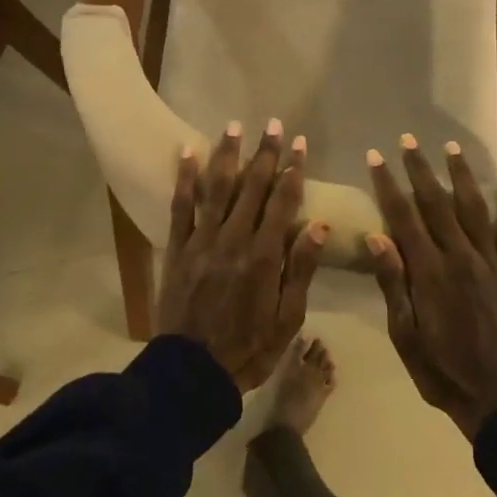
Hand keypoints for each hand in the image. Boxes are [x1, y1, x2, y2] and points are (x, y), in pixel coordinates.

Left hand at [156, 120, 327, 390]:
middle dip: (265, 154)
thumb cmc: (249, 348)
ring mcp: (202, 242)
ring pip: (216, 189)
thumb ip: (300, 269)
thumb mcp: (288, 318)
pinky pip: (180, 207)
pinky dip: (184, 179)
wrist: (193, 372)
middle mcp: (234, 240)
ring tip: (235, 126)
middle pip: (252, 187)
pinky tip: (187, 152)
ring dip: (227, 155)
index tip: (300, 144)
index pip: (283, 202)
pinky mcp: (177, 249)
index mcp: (264, 256)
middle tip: (274, 124)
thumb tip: (320, 225)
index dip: (293, 170)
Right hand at [366, 135, 496, 440]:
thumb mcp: (405, 336)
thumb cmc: (442, 371)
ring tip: (450, 146)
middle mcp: (460, 257)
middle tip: (406, 139)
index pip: (403, 217)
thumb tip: (376, 237)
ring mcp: (491, 263)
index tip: (375, 157)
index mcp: (429, 273)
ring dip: (461, 174)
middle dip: (419, 169)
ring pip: (475, 208)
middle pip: (436, 203)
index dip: (387, 184)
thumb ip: (393, 284)